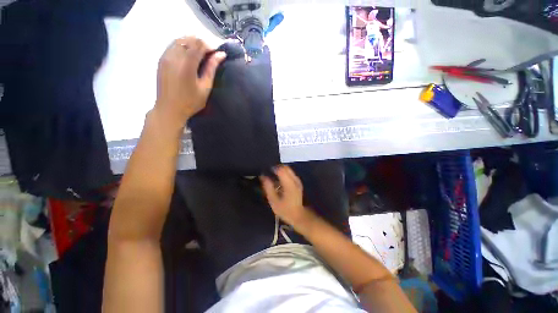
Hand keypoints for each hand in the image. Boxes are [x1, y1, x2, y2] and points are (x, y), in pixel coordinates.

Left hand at [154, 36, 225, 128]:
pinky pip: (173, 45)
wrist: (169, 109)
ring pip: (180, 40)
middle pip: (189, 38)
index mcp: (187, 64)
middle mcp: (174, 56)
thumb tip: (221, 55)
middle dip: (201, 44)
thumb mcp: (205, 87)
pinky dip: (183, 47)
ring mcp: (165, 56)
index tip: (216, 55)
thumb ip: (212, 69)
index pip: (199, 44)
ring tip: (199, 57)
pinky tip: (188, 59)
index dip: (209, 46)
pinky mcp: (161, 59)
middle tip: (208, 57)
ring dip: (192, 44)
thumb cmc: (190, 102)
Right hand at [261, 166, 314, 229]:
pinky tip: (279, 180)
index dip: (273, 168)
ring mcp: (298, 181)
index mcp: (289, 184)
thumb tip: (263, 176)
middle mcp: (295, 180)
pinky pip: (290, 173)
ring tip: (273, 176)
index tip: (267, 170)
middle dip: (277, 167)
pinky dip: (284, 173)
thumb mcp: (273, 201)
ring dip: (281, 170)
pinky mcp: (298, 182)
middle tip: (270, 172)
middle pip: (286, 167)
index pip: (281, 170)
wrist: (298, 215)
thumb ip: (268, 187)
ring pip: (289, 169)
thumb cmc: (285, 210)